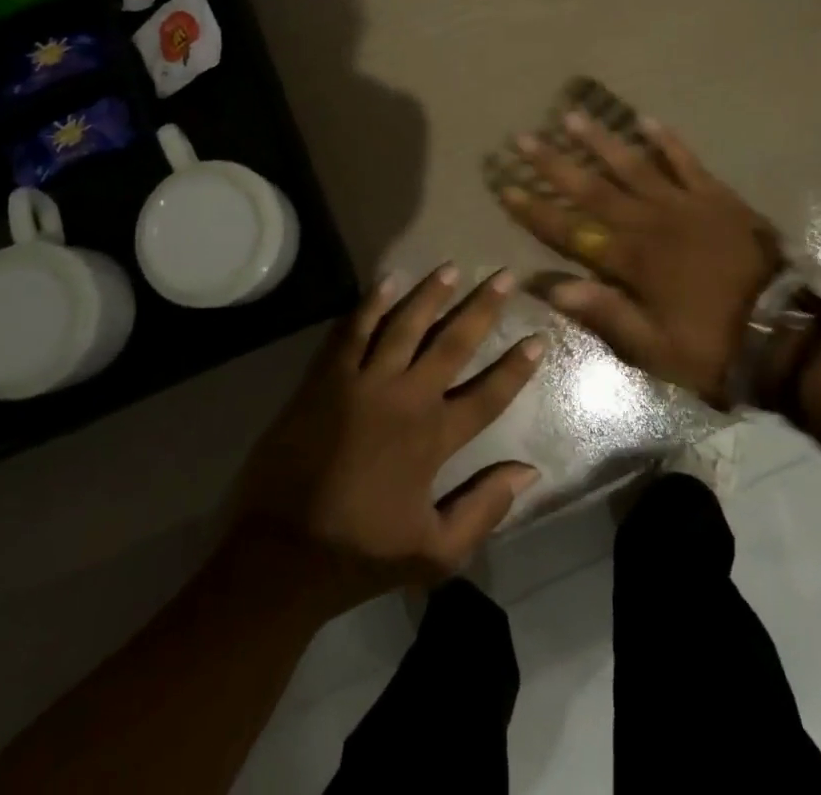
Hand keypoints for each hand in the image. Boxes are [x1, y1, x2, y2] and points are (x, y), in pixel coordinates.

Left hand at [230, 267, 545, 614]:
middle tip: (504, 276)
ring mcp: (364, 383)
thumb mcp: (435, 553)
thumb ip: (484, 510)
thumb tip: (530, 472)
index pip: (488, 394)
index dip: (516, 367)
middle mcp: (406, 398)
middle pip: (452, 343)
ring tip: (451, 267)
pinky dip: (371, 303)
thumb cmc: (361, 552)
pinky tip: (388, 280)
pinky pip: (353, 330)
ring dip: (430, 294)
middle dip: (482, 308)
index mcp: (434, 438)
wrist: (281, 551)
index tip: (538, 338)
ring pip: (405, 325)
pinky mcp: (327, 378)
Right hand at [498, 113, 779, 406]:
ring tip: (572, 116)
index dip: (535, 210)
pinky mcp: (716, 197)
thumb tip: (549, 284)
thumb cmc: (712, 346)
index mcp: (631, 261)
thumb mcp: (652, 347)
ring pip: (633, 165)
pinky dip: (666, 141)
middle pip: (593, 188)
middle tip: (524, 138)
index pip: (570, 230)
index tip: (506, 187)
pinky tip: (646, 120)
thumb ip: (602, 312)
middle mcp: (650, 223)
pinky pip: (686, 162)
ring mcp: (684, 204)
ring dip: (600, 141)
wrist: (784, 335)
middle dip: (554, 164)